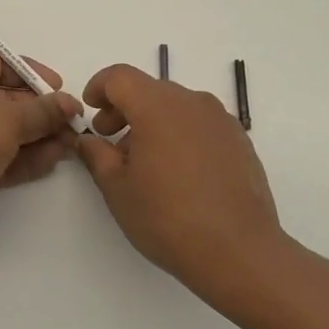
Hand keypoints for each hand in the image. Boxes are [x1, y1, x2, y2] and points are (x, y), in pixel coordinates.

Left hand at [0, 51, 83, 251]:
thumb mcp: (6, 120)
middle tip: (73, 122)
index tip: (59, 87)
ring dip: (38, 137)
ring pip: (5, 132)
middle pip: (5, 99)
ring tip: (71, 144)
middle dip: (41, 111)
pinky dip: (25, 158)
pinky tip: (54, 160)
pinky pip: (0, 158)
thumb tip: (69, 103)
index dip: (30, 72)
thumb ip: (42, 111)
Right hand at [74, 64, 287, 315]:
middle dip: (124, 108)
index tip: (90, 110)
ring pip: (176, 106)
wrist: (239, 251)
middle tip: (109, 140)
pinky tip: (177, 171)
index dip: (98, 87)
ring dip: (153, 122)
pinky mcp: (239, 140)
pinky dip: (180, 133)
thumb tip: (88, 140)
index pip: (120, 77)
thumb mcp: (117, 188)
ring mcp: (221, 120)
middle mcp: (192, 102)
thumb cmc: (167, 217)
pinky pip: (200, 124)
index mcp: (157, 106)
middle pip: (149, 89)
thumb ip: (97, 155)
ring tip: (143, 161)